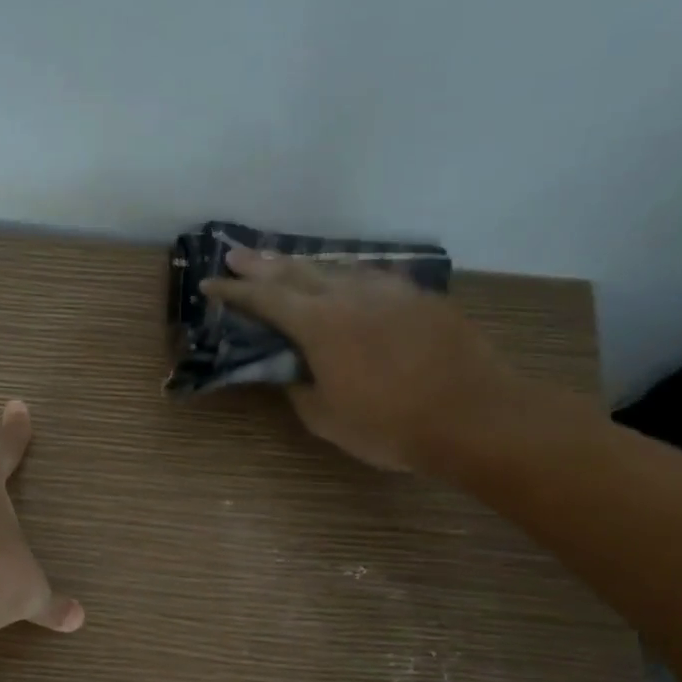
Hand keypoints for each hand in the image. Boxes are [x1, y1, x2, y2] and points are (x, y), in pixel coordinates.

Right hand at [201, 249, 544, 475]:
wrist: (472, 415)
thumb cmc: (390, 425)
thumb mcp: (326, 419)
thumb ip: (300, 388)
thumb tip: (292, 370)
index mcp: (319, 324)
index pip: (265, 299)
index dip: (234, 291)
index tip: (209, 284)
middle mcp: (350, 295)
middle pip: (297, 271)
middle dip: (262, 265)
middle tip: (236, 257)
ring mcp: (390, 291)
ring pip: (338, 268)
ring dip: (305, 266)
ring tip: (286, 264)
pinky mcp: (420, 297)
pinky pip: (374, 278)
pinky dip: (349, 277)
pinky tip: (349, 281)